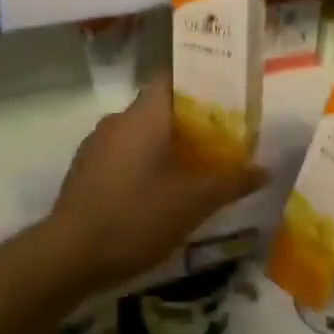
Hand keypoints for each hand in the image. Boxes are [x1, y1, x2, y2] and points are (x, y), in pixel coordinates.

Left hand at [46, 75, 265, 293]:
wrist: (68, 255)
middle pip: (159, 107)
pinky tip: (156, 192)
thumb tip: (265, 169)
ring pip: (139, 132)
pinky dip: (142, 163)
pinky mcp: (84, 170)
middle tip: (219, 139)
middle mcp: (118, 120)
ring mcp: (96, 144)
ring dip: (164, 144)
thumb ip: (231, 182)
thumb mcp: (193, 202)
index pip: (172, 78)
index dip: (199, 83)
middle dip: (188, 121)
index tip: (224, 98)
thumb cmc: (135, 216)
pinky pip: (122, 154)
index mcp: (144, 114)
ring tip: (193, 168)